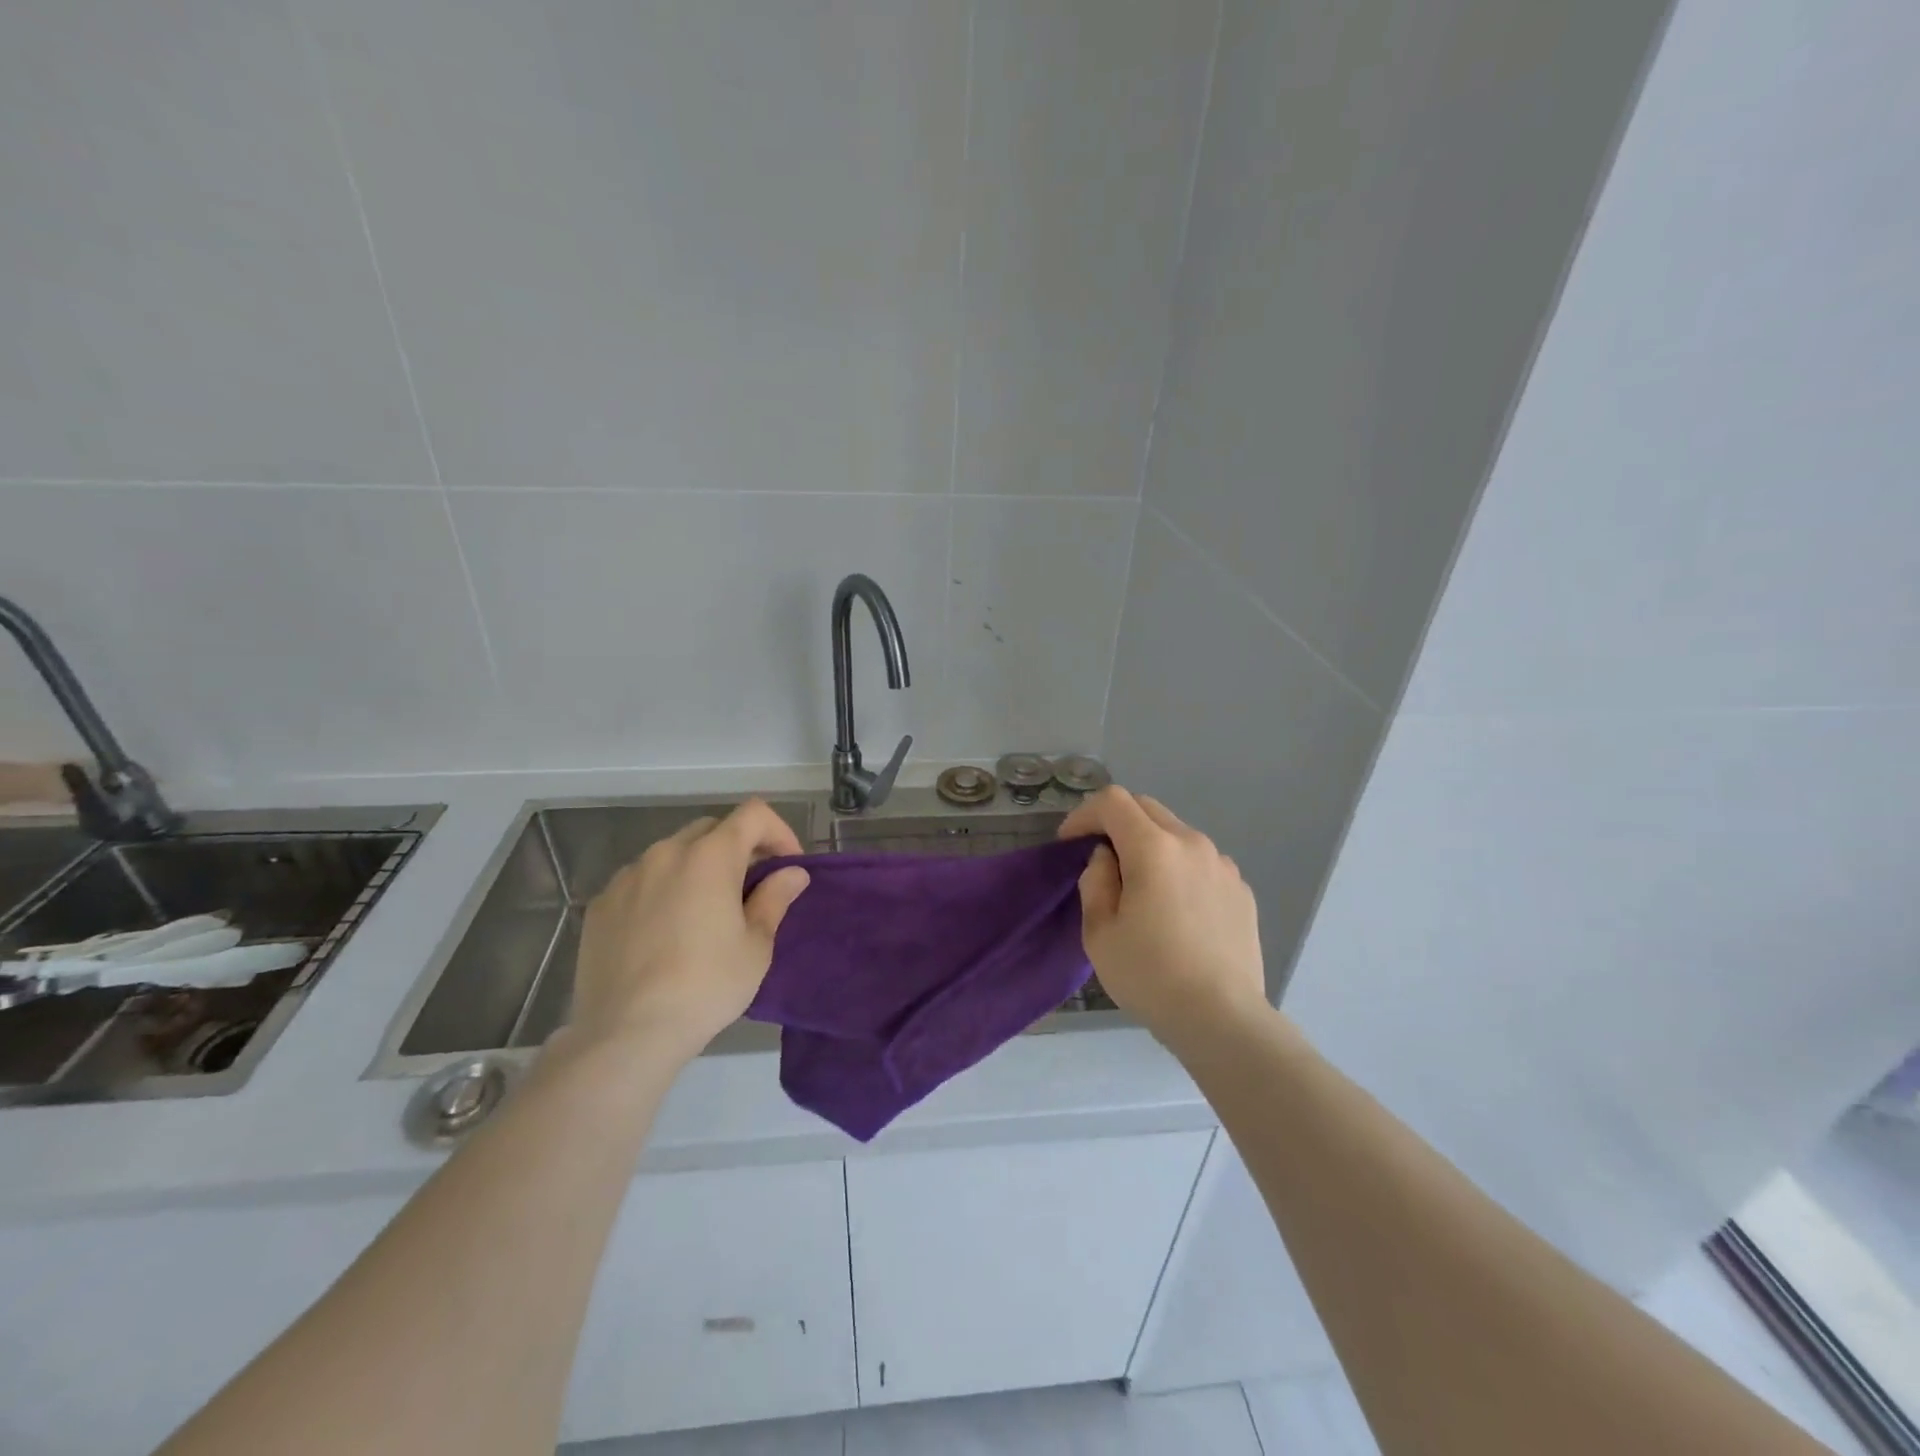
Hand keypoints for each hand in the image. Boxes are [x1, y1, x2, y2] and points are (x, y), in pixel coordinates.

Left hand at [570, 799, 809, 1065]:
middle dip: (738, 849)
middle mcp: (666, 853)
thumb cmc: (706, 986)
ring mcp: (627, 877)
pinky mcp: (600, 905)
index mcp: (710, 856)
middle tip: (751, 888)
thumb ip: (775, 899)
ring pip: (673, 854)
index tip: (787, 866)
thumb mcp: (755, 946)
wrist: (626, 1033)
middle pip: (712, 830)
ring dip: (697, 868)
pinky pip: (641, 881)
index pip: (754, 814)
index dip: (778, 831)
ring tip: (705, 911)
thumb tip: (793, 873)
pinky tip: (664, 931)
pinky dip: (662, 890)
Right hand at [1059, 786, 1266, 1043]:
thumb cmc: (1150, 976)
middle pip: (1147, 809)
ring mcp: (1223, 865)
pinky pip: (1201, 862)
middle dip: (1116, 823)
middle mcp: (1192, 844)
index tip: (1070, 844)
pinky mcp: (1241, 889)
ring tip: (1141, 888)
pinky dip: (1179, 869)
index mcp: (1154, 848)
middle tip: (1100, 860)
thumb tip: (1107, 858)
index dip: (1084, 814)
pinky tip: (1176, 910)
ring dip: (1150, 845)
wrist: (1223, 1019)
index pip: (1113, 802)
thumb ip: (1096, 881)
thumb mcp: (1099, 932)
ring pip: (1177, 834)